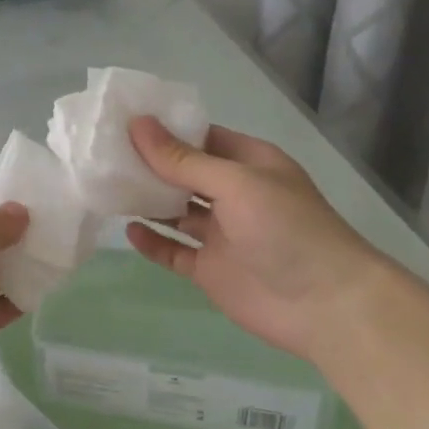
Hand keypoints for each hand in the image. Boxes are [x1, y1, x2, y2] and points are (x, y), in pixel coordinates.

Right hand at [123, 118, 390, 360]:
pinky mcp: (211, 269)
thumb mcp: (235, 183)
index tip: (121, 122)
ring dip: (146, 201)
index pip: (200, 138)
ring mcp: (221, 234)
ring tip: (106, 188)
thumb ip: (183, 160)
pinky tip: (128, 231)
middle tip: (102, 154)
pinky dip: (152, 242)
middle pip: (183, 174)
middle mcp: (233, 195)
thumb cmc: (287, 229)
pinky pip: (174, 251)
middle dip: (148, 164)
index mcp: (248, 165)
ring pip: (175, 212)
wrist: (326, 306)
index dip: (164, 130)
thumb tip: (138, 124)